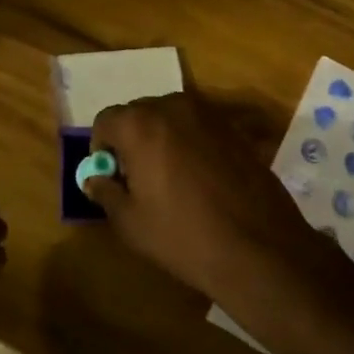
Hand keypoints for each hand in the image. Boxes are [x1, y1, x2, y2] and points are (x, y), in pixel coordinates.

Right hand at [86, 92, 324, 307]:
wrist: (258, 247)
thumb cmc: (183, 236)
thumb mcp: (131, 222)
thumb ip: (105, 191)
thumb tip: (94, 178)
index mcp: (140, 124)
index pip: (106, 120)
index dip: (101, 148)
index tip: (111, 176)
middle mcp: (173, 106)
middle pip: (138, 113)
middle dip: (131, 139)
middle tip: (137, 178)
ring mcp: (208, 114)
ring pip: (170, 117)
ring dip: (161, 138)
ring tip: (170, 178)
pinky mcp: (234, 128)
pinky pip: (198, 127)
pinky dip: (190, 143)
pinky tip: (200, 178)